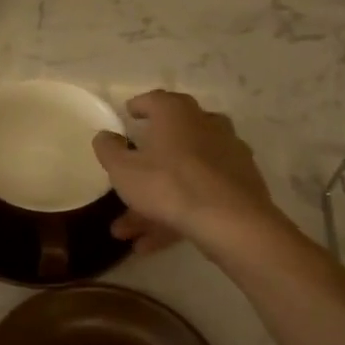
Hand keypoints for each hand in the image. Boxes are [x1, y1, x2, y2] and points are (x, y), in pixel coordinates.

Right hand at [93, 91, 277, 255]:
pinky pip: (199, 196)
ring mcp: (226, 155)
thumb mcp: (124, 170)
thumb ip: (109, 150)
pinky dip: (175, 214)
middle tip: (125, 181)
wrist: (231, 221)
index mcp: (177, 113)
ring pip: (182, 176)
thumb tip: (105, 135)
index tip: (128, 116)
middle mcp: (206, 125)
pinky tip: (152, 243)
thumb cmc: (169, 185)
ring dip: (153, 202)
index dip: (138, 107)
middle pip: (170, 142)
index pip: (154, 101)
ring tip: (128, 233)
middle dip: (143, 167)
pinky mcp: (239, 185)